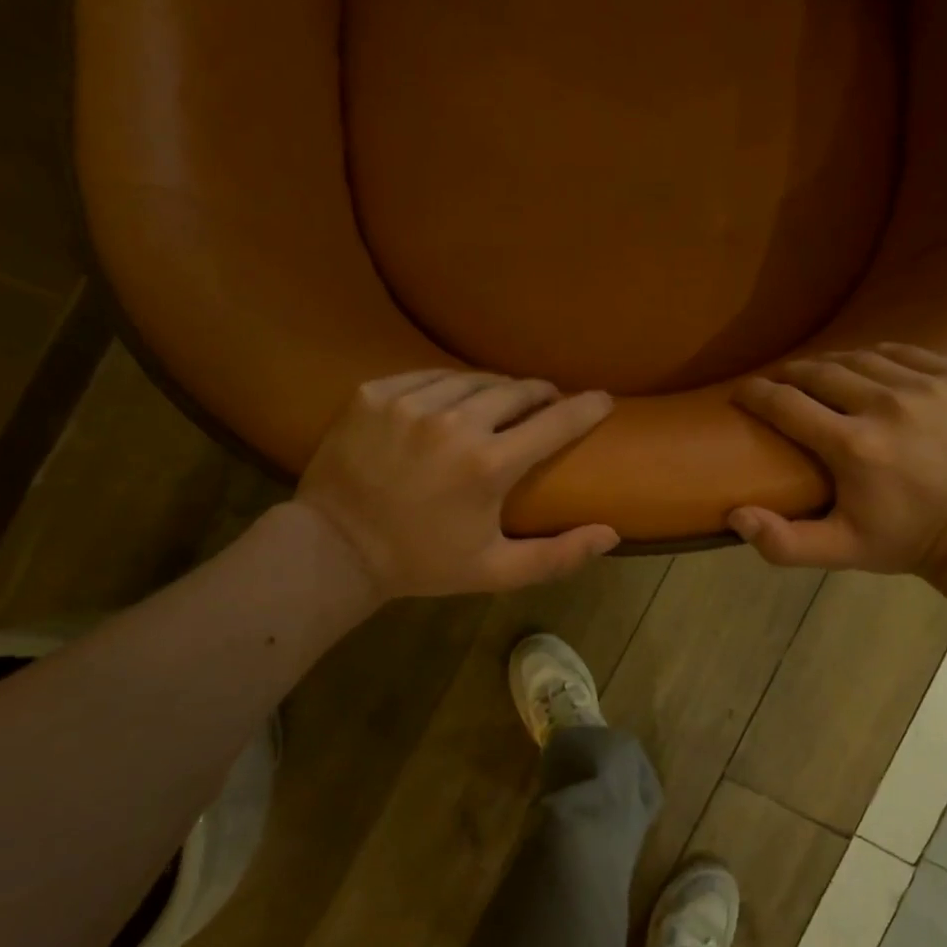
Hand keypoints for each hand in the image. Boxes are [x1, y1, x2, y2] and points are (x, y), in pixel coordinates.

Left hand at [295, 370, 618, 597]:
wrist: (334, 549)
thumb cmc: (422, 562)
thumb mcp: (495, 570)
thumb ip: (558, 555)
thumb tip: (612, 533)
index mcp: (489, 465)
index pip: (555, 422)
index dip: (586, 408)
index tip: (604, 399)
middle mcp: (454, 423)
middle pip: (516, 390)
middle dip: (541, 393)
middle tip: (548, 401)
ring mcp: (409, 403)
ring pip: (472, 378)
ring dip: (496, 387)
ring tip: (503, 399)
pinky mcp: (374, 393)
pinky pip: (427, 376)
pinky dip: (449, 385)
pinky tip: (453, 398)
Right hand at [729, 344, 946, 575]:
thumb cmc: (902, 539)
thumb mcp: (839, 551)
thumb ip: (783, 542)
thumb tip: (735, 516)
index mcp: (854, 446)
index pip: (786, 404)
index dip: (756, 394)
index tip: (742, 391)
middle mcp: (888, 406)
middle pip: (821, 371)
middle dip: (791, 374)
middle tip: (778, 382)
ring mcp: (929, 387)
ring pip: (861, 358)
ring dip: (833, 365)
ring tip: (820, 377)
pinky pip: (904, 353)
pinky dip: (879, 358)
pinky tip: (870, 372)